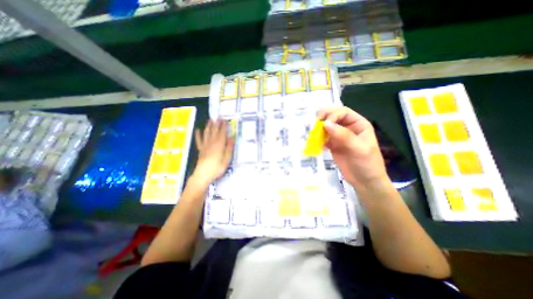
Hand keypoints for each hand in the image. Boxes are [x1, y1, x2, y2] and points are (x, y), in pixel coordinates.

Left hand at [192, 118, 233, 183]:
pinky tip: (197, 130)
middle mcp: (211, 143)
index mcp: (219, 145)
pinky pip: (199, 140)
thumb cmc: (217, 168)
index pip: (222, 133)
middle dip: (216, 124)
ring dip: (208, 126)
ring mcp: (205, 146)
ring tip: (210, 120)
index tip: (225, 120)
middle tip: (218, 117)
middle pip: (214, 131)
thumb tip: (231, 138)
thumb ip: (229, 148)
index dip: (223, 126)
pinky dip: (198, 135)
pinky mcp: (200, 150)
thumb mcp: (226, 160)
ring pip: (207, 133)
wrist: (202, 175)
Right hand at [318, 107, 389, 190]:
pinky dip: (318, 139)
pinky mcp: (333, 145)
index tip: (324, 125)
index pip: (343, 112)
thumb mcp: (359, 148)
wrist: (364, 182)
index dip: (333, 115)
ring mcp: (339, 137)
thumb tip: (325, 124)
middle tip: (314, 124)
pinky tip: (315, 143)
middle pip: (333, 117)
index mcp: (358, 124)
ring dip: (319, 129)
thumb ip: (343, 135)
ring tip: (312, 134)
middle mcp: (348, 128)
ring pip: (327, 127)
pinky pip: (323, 138)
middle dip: (323, 118)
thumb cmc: (367, 164)